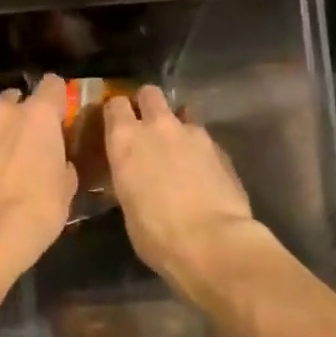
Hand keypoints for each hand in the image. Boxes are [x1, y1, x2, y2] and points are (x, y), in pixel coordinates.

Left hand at [0, 74, 77, 275]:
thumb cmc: (38, 208)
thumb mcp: (66, 187)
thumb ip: (62, 162)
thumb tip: (58, 161)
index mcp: (38, 115)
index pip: (52, 84)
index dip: (57, 97)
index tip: (58, 111)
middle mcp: (3, 113)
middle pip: (15, 98)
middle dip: (22, 114)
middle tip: (29, 139)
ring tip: (2, 160)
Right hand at [105, 86, 265, 302]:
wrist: (214, 243)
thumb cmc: (157, 234)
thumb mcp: (127, 205)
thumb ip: (129, 177)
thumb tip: (135, 176)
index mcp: (125, 139)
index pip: (114, 104)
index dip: (116, 113)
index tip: (116, 125)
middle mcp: (157, 126)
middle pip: (150, 93)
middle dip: (147, 104)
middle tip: (148, 127)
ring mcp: (193, 133)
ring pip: (182, 112)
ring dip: (177, 125)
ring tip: (179, 150)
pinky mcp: (221, 148)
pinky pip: (204, 138)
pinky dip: (200, 148)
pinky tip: (203, 171)